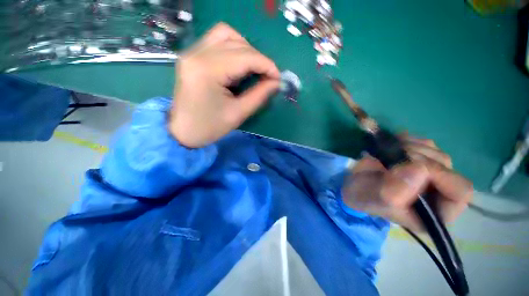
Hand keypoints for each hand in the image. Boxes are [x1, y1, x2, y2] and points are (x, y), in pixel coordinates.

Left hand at [169, 23, 280, 147]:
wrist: (182, 131)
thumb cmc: (209, 127)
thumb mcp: (238, 113)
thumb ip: (259, 95)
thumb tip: (276, 82)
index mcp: (208, 71)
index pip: (245, 57)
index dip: (266, 65)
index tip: (278, 78)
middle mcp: (197, 54)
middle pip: (236, 42)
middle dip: (258, 58)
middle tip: (267, 77)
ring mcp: (191, 52)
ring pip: (226, 34)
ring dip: (245, 49)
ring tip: (253, 69)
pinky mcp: (192, 56)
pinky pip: (216, 40)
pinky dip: (233, 48)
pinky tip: (238, 65)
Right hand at [341, 134, 472, 231]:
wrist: (355, 184)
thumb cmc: (366, 197)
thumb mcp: (377, 200)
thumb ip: (395, 192)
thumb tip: (419, 168)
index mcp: (436, 212)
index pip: (460, 191)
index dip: (438, 174)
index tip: (409, 165)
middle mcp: (440, 193)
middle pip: (447, 167)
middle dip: (417, 158)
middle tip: (392, 158)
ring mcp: (432, 174)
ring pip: (436, 153)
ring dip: (410, 148)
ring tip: (388, 153)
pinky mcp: (420, 159)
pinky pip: (425, 143)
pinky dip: (408, 140)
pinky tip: (393, 146)